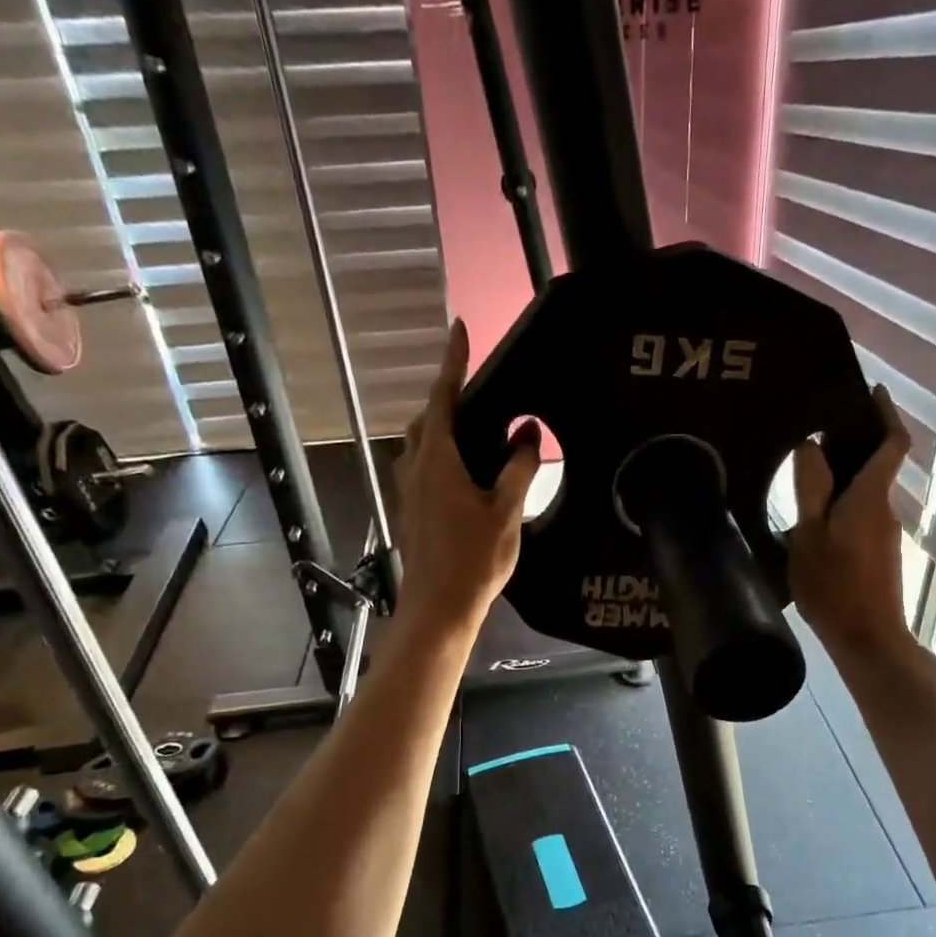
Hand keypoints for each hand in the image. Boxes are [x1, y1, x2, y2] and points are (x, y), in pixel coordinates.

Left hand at [391, 320, 539, 637]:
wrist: (439, 607)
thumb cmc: (474, 559)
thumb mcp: (505, 512)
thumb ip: (517, 468)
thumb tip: (527, 432)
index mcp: (438, 461)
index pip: (443, 398)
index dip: (452, 362)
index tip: (459, 329)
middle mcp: (415, 469)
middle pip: (426, 420)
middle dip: (445, 399)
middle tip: (475, 393)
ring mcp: (408, 492)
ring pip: (419, 447)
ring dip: (439, 431)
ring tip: (473, 433)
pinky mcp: (409, 512)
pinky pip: (421, 470)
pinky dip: (438, 458)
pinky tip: (462, 476)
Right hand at [788, 383, 913, 661]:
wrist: (868, 639)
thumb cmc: (835, 587)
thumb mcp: (809, 536)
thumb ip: (811, 489)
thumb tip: (811, 447)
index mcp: (870, 496)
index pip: (892, 443)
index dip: (886, 413)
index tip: (872, 391)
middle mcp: (884, 508)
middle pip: (877, 465)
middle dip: (855, 442)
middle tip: (817, 431)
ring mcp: (885, 533)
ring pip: (867, 492)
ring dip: (845, 476)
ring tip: (806, 474)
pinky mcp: (879, 554)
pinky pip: (862, 514)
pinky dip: (844, 503)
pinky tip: (814, 517)